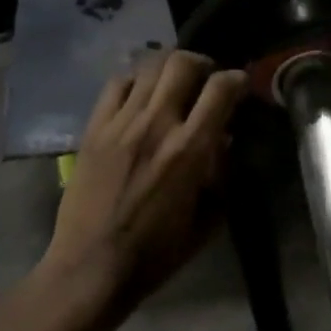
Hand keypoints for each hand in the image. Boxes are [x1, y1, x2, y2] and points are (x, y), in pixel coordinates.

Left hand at [0, 50, 247, 330]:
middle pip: (182, 63)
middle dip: (202, 63)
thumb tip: (224, 140)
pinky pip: (115, 84)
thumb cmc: (155, 253)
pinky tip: (140, 92)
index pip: (220, 89)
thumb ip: (221, 175)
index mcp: (189, 150)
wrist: (90, 267)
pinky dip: (134, 79)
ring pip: (148, 66)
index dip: (237, 79)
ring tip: (174, 80)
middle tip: (206, 78)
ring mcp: (120, 123)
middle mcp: (156, 125)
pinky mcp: (94, 128)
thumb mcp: (207, 220)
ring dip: (168, 67)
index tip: (239, 85)